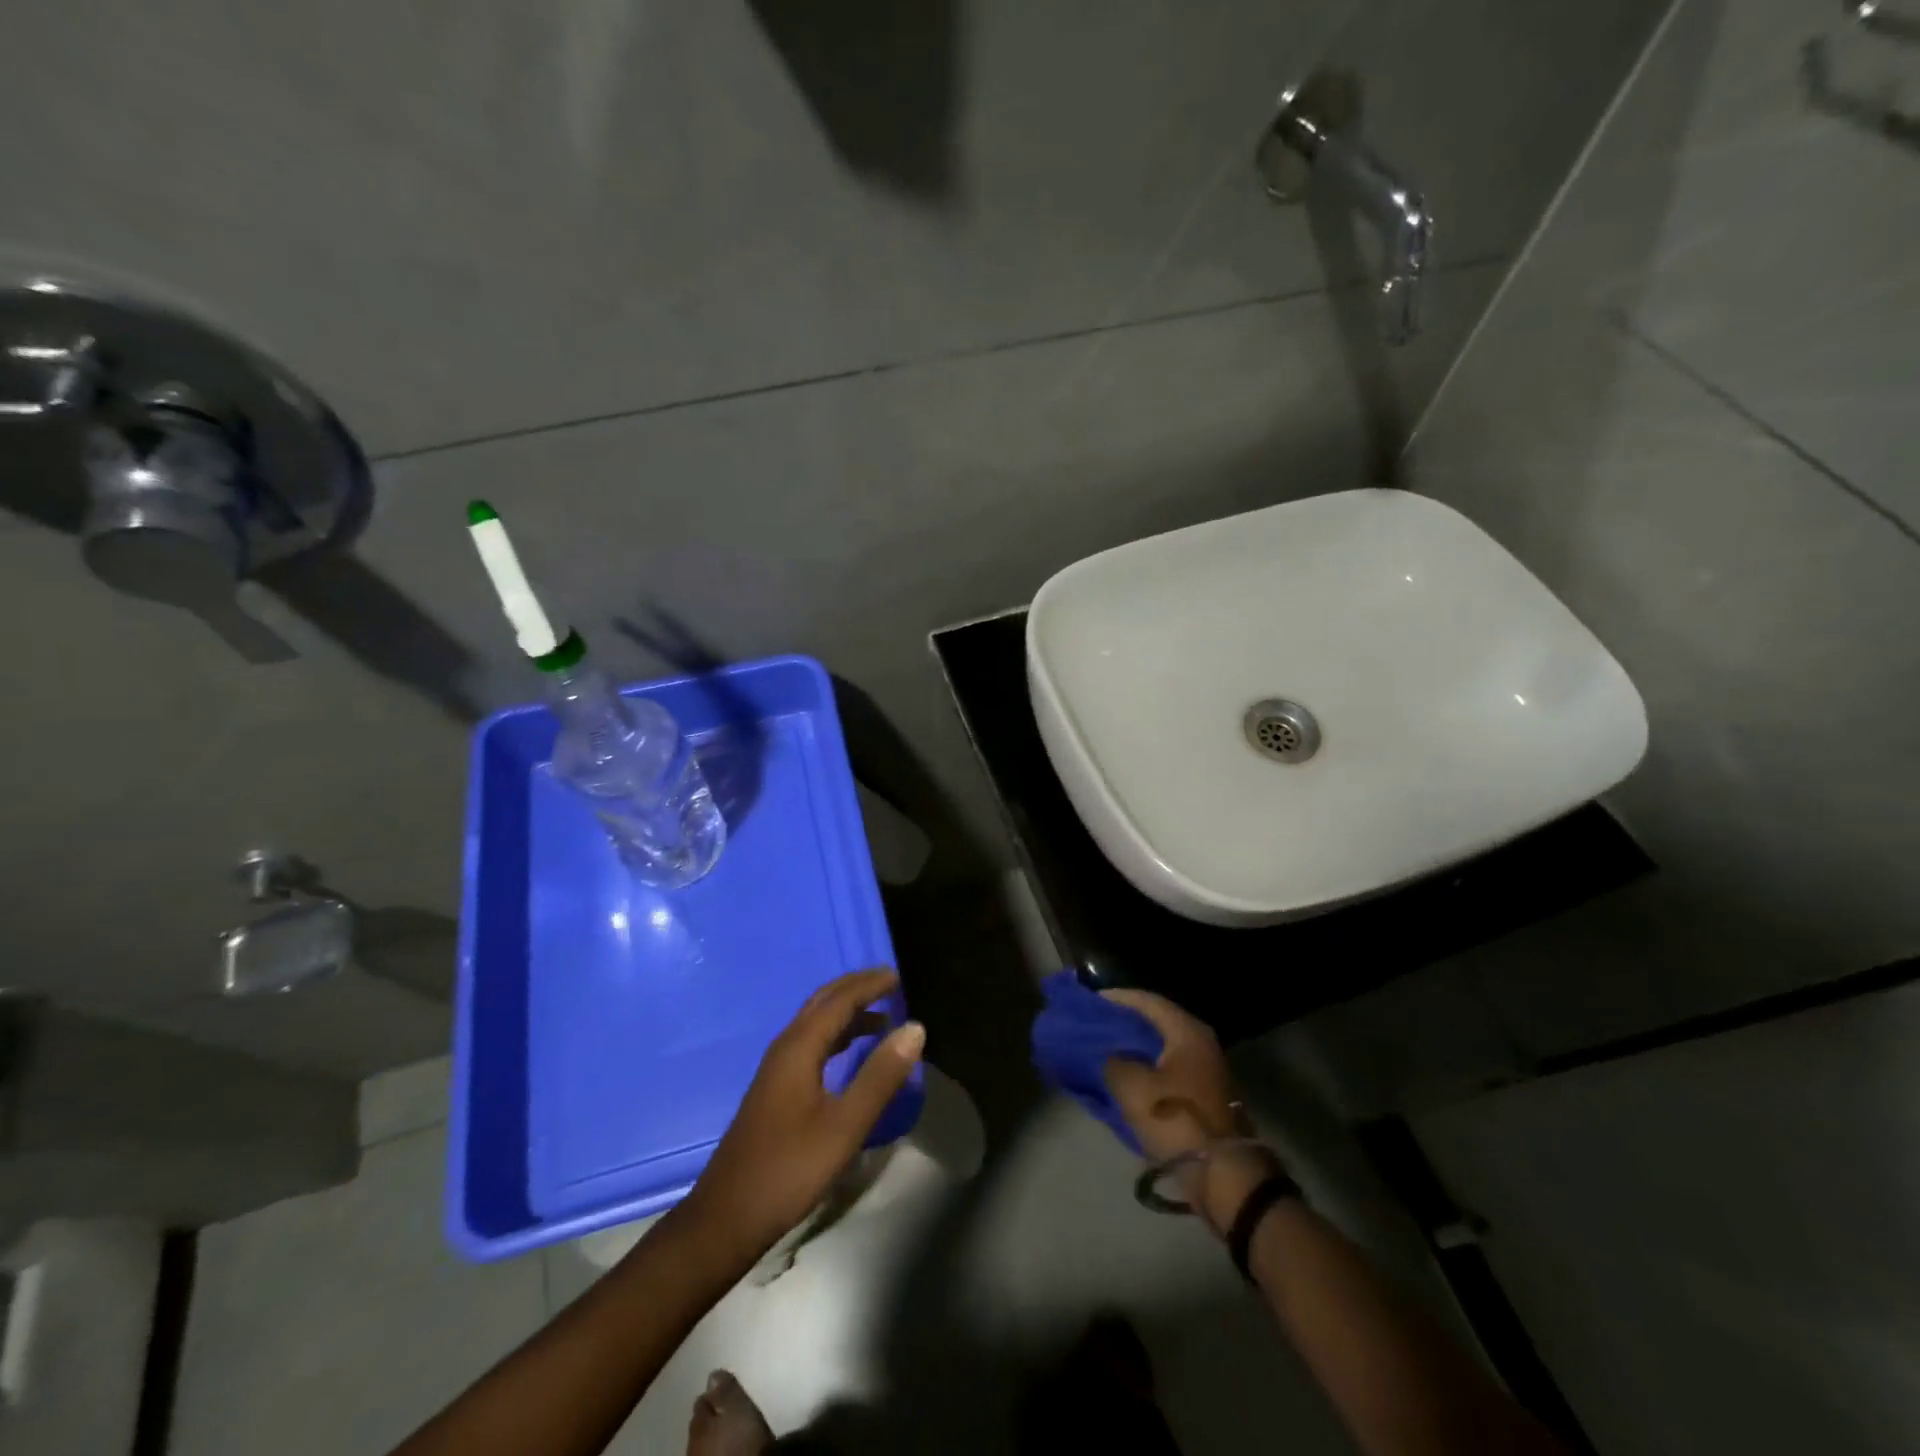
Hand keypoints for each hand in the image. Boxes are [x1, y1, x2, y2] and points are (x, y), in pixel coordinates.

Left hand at [682, 969, 924, 1259]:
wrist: (727, 1217)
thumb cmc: (789, 1169)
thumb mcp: (845, 1126)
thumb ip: (880, 1076)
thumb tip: (914, 1028)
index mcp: (799, 1047)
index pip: (840, 1000)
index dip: (870, 985)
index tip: (900, 976)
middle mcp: (785, 1047)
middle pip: (824, 1002)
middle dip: (856, 988)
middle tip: (891, 983)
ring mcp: (777, 1068)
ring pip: (816, 1023)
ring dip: (848, 1011)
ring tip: (882, 1013)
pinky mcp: (776, 1089)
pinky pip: (812, 1043)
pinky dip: (837, 1034)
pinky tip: (852, 1051)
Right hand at [1101, 989, 1282, 1234]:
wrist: (1223, 1176)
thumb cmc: (1176, 1120)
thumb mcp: (1133, 1088)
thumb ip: (1113, 1061)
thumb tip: (1109, 1055)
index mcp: (1187, 1032)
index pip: (1148, 1001)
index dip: (1117, 998)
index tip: (1091, 1000)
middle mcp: (1200, 1043)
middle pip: (1156, 1022)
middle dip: (1124, 1021)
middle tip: (1094, 1022)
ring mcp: (1204, 1070)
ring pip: (1161, 1047)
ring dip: (1133, 1046)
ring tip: (1102, 1047)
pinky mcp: (1201, 1095)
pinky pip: (1166, 1068)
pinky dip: (1144, 1066)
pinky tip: (1122, 1074)